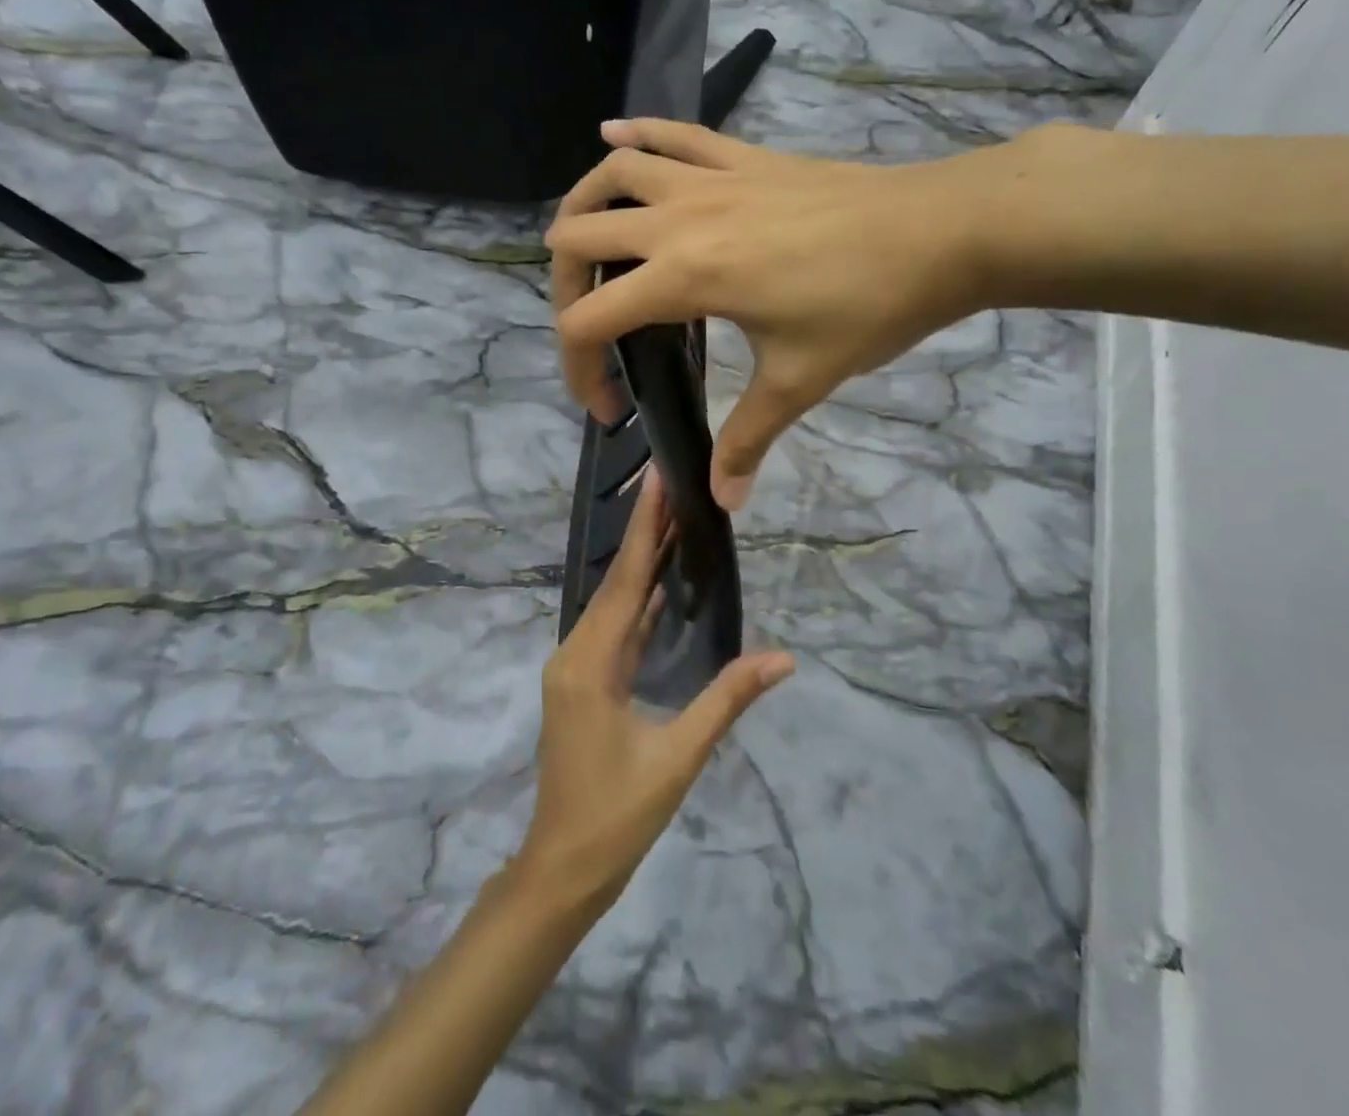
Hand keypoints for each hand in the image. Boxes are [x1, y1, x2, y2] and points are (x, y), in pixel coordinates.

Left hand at [516, 467, 794, 905]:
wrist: (563, 869)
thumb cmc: (619, 815)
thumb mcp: (680, 756)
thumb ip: (728, 699)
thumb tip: (784, 658)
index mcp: (590, 663)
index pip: (624, 580)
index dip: (644, 528)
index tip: (657, 480)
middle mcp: (575, 654)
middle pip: (616, 583)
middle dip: (645, 534)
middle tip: (673, 486)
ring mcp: (575, 668)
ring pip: (613, 605)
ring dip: (641, 566)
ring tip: (674, 522)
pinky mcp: (583, 683)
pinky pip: (614, 630)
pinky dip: (637, 603)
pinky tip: (660, 585)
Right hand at [546, 118, 1033, 508]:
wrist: (943, 231)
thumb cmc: (870, 306)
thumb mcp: (802, 379)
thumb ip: (750, 438)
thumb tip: (723, 501)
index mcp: (686, 276)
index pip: (590, 321)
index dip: (579, 371)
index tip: (610, 409)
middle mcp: (680, 219)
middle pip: (578, 237)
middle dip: (564, 290)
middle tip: (593, 329)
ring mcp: (710, 179)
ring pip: (613, 174)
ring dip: (584, 207)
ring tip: (584, 243)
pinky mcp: (741, 156)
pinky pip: (674, 133)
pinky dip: (636, 134)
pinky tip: (612, 135)